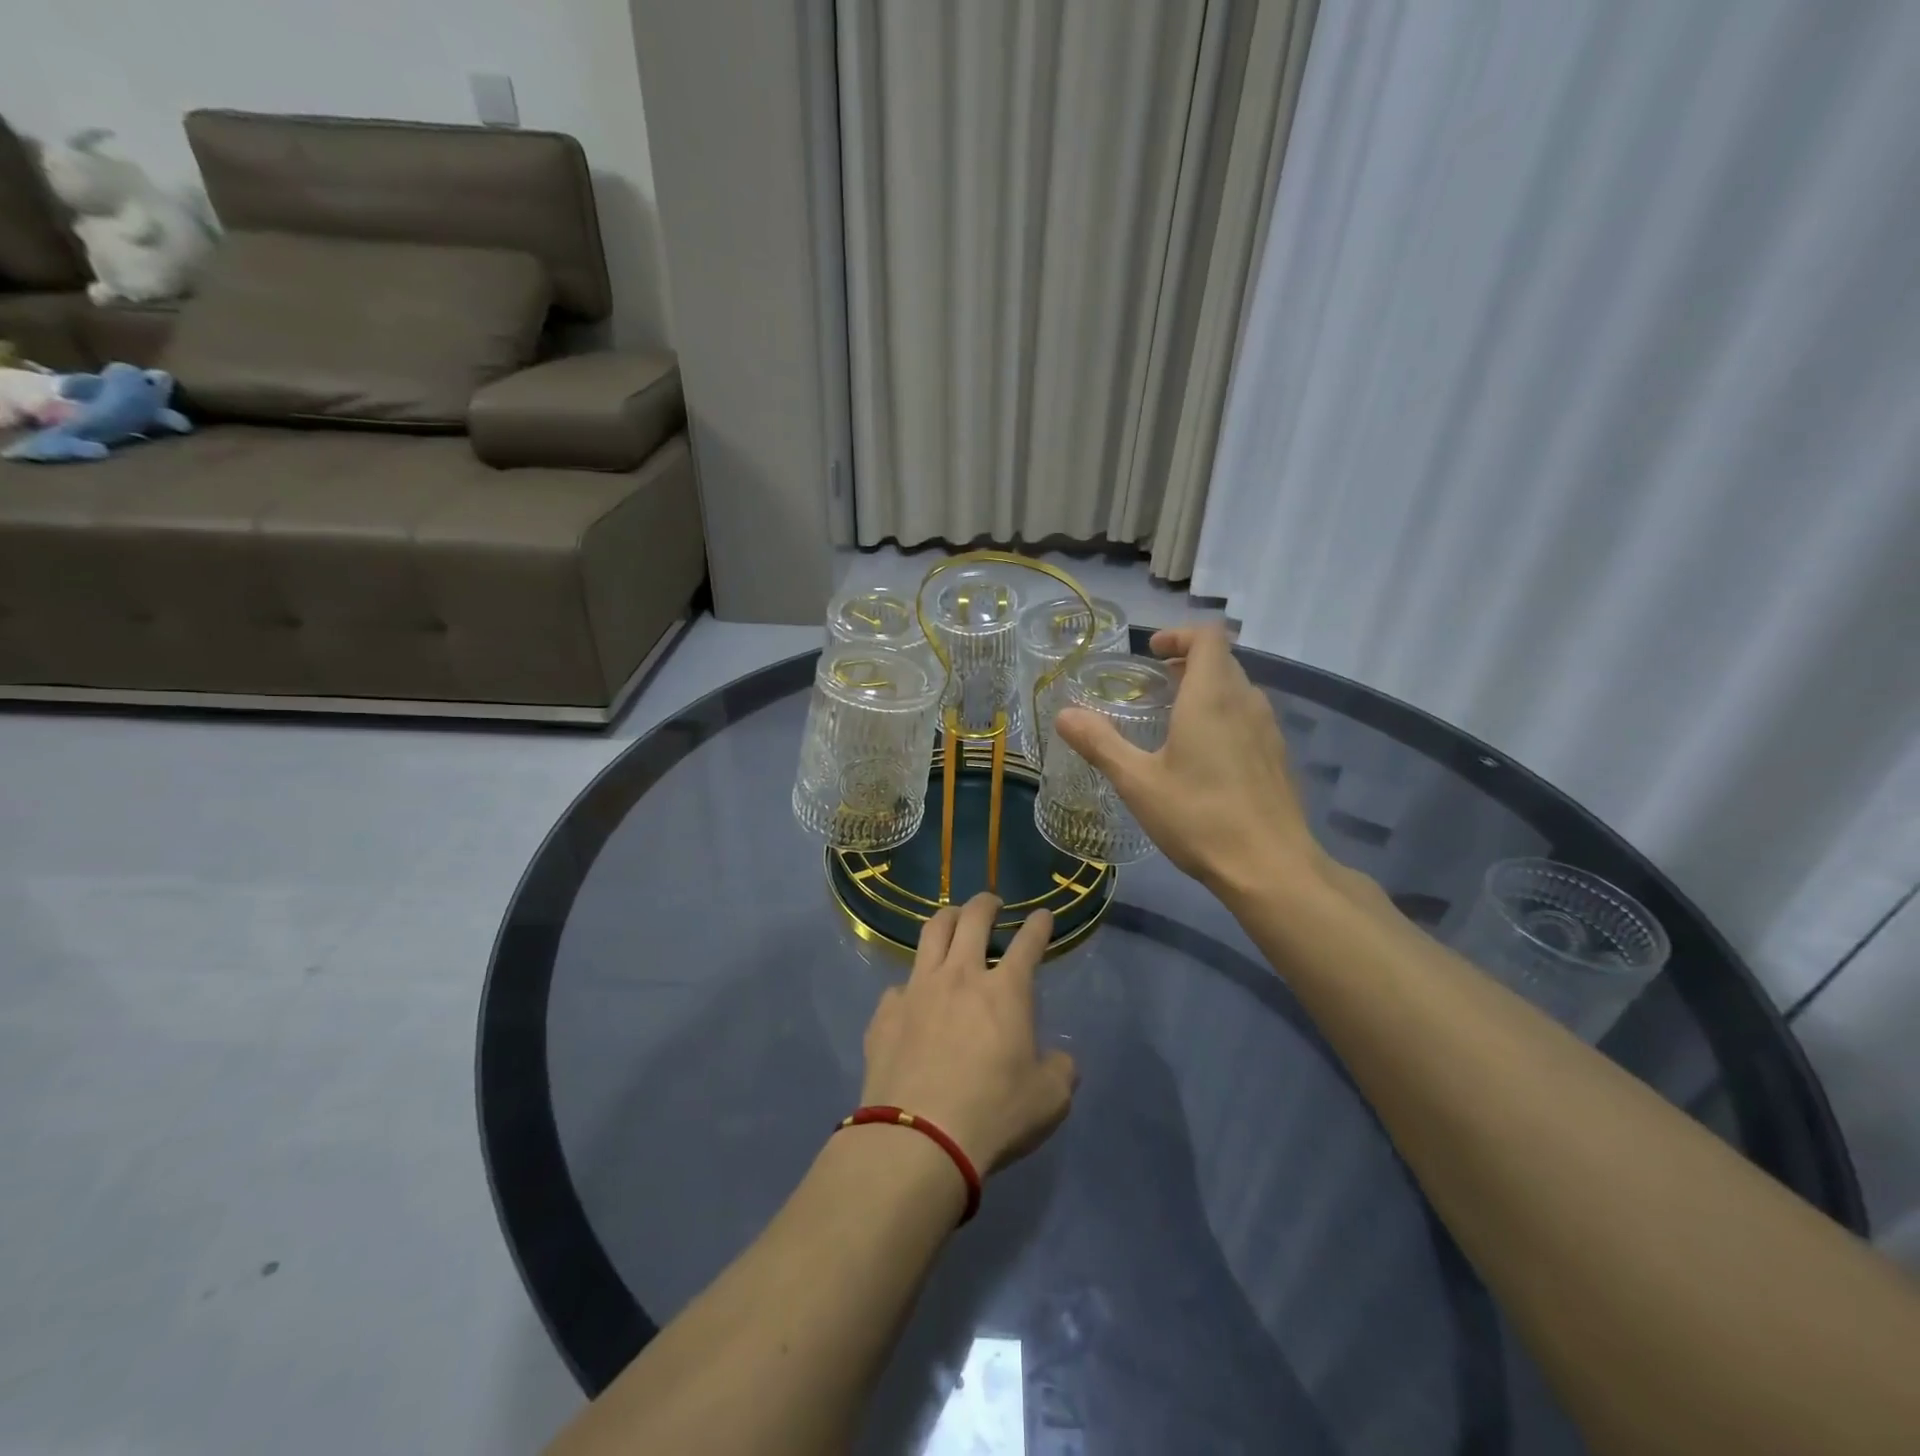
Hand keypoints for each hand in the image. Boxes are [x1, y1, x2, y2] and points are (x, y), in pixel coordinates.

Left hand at [859, 894, 1076, 1174]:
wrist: (918, 1138)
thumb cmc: (993, 1114)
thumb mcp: (1048, 1100)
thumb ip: (1060, 1071)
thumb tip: (1060, 1060)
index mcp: (1005, 990)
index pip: (1028, 942)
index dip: (1039, 925)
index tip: (1043, 915)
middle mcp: (960, 976)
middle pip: (972, 918)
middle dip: (986, 903)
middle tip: (991, 902)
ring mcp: (918, 989)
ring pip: (931, 934)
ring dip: (946, 919)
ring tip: (952, 919)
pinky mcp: (886, 1012)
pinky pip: (899, 985)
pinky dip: (911, 985)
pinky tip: (912, 999)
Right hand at [1054, 623, 1325, 901]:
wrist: (1270, 868)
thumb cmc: (1199, 817)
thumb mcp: (1137, 782)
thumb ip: (1100, 743)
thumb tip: (1064, 714)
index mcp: (1212, 696)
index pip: (1207, 636)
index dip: (1179, 634)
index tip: (1152, 652)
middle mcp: (1246, 702)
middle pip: (1222, 661)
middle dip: (1187, 662)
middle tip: (1153, 685)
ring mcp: (1268, 730)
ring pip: (1237, 690)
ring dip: (1206, 690)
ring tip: (1173, 718)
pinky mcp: (1277, 758)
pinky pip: (1248, 718)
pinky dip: (1223, 716)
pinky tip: (1202, 757)